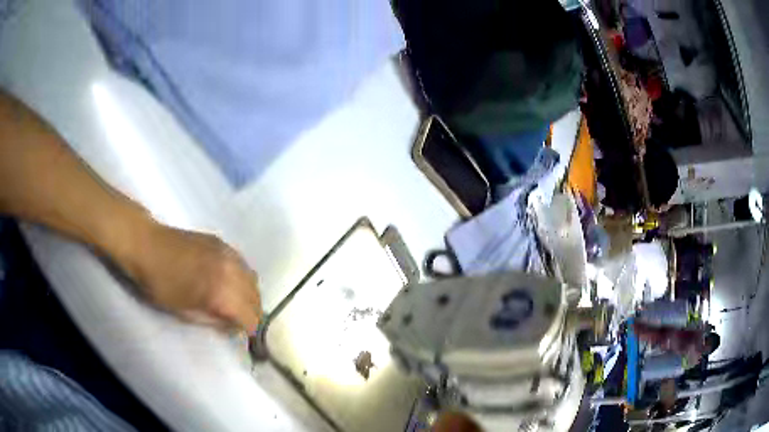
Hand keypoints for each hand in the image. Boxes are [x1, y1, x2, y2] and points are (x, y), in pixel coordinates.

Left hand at [117, 223, 262, 332]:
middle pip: (256, 298)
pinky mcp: (222, 243)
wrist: (147, 246)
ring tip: (237, 303)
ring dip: (250, 295)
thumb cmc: (160, 286)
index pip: (251, 318)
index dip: (251, 332)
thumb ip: (213, 322)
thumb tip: (232, 326)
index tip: (246, 339)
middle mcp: (232, 272)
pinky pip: (243, 264)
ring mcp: (228, 254)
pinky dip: (242, 277)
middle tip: (240, 323)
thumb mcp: (185, 314)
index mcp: (221, 293)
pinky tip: (229, 281)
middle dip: (252, 314)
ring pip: (253, 279)